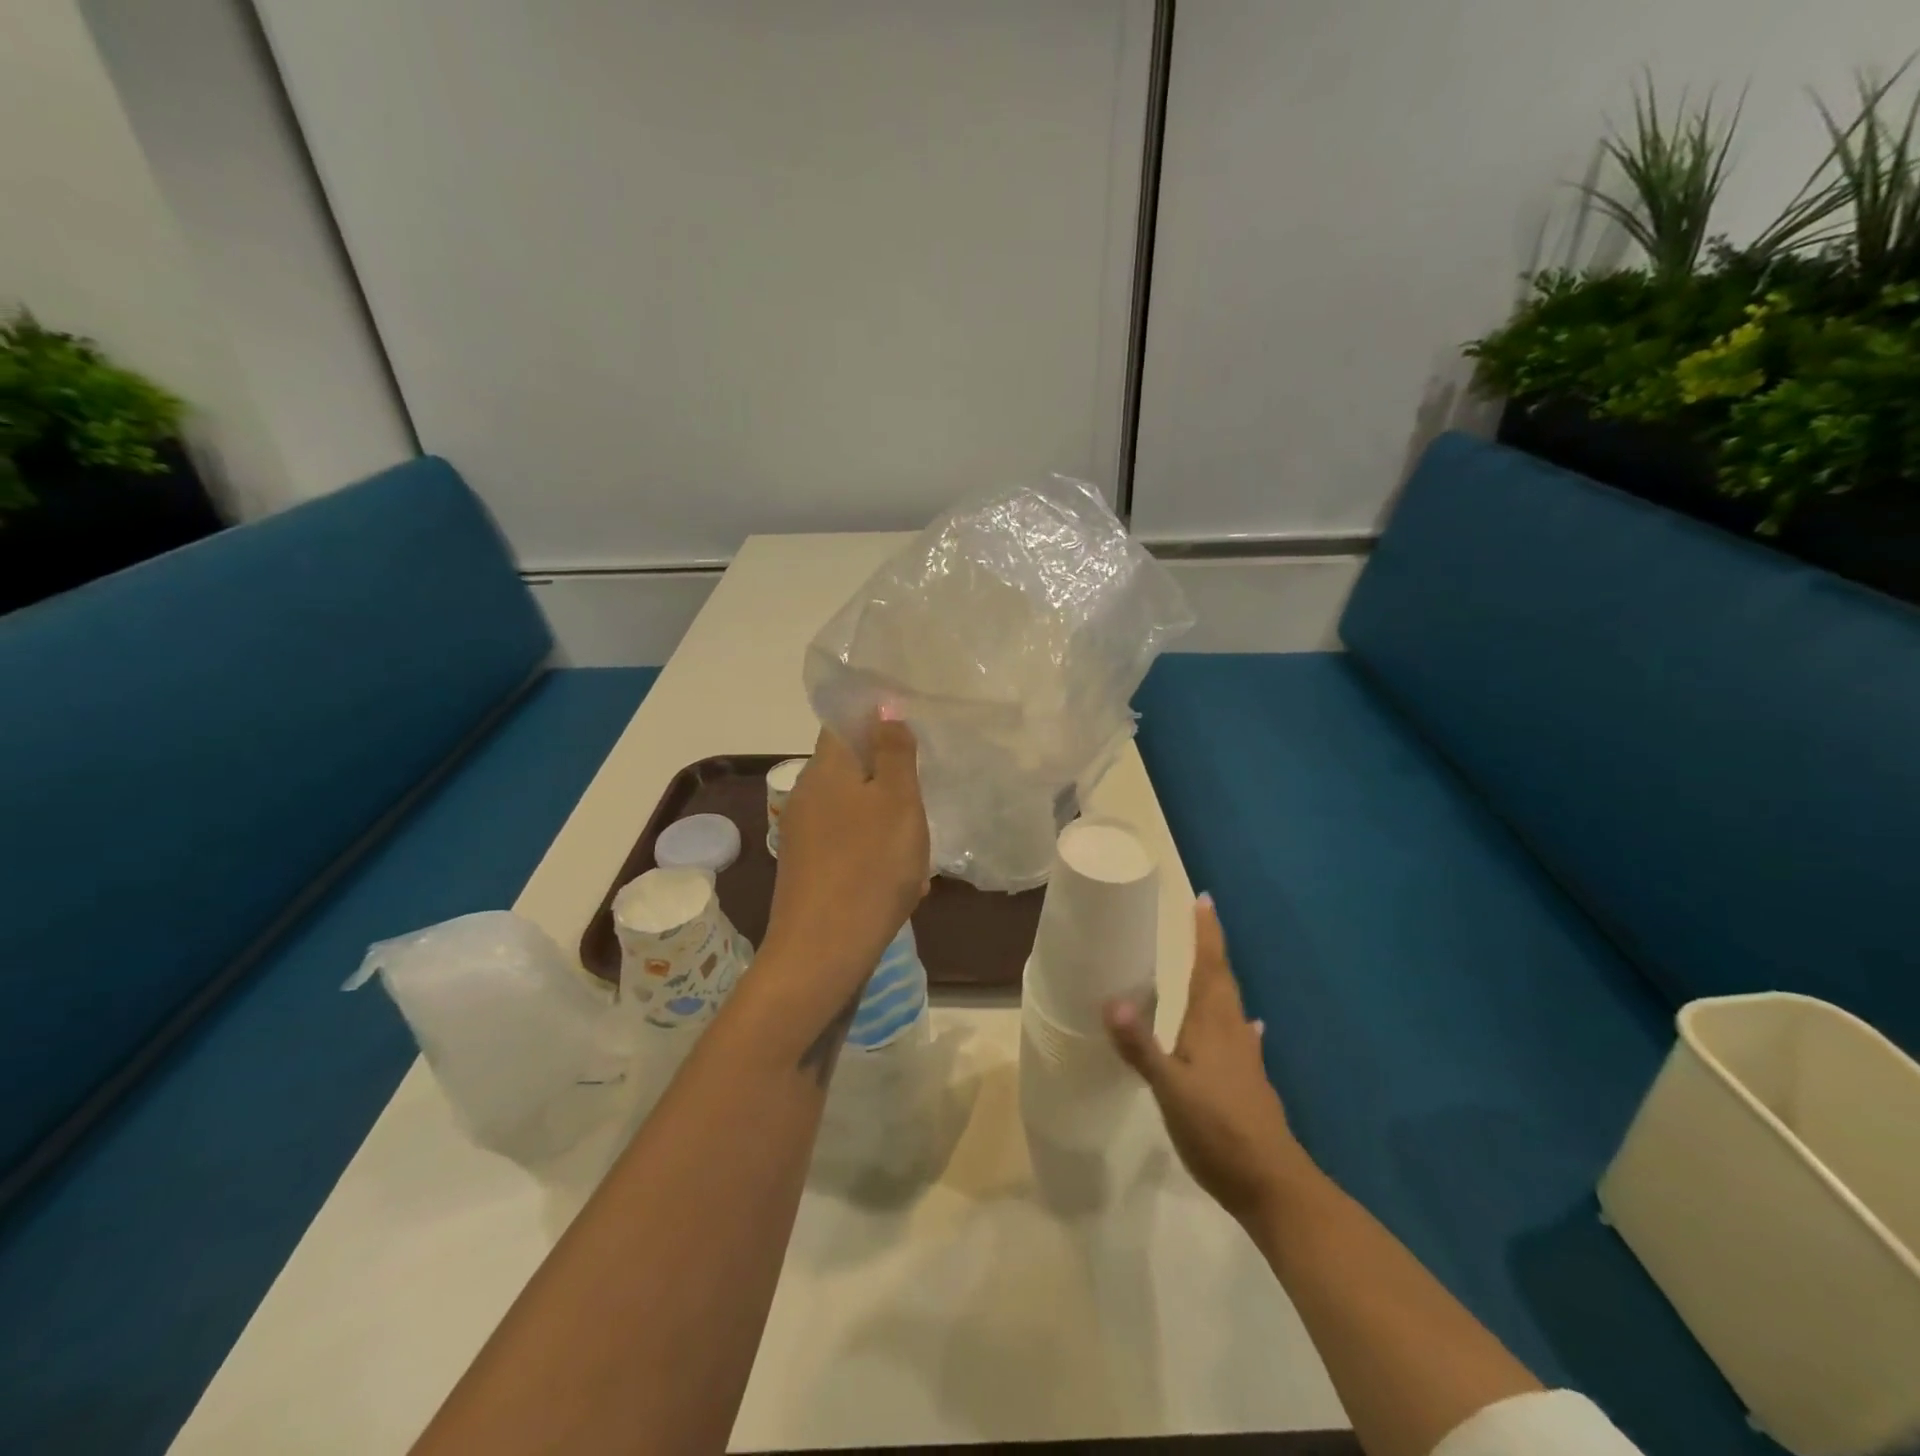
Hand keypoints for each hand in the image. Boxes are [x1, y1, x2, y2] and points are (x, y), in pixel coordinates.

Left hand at [764, 715, 930, 996]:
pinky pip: (847, 842)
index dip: (877, 720)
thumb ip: (894, 751)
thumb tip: (884, 707)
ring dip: (885, 818)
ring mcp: (802, 832)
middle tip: (922, 797)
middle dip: (888, 777)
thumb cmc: (870, 866)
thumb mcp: (897, 801)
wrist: (823, 950)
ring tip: (916, 846)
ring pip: (853, 808)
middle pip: (851, 767)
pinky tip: (899, 879)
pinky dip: (873, 849)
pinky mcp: (806, 866)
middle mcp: (806, 793)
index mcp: (826, 768)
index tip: (912, 736)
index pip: (845, 722)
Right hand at [1105, 894, 1308, 1225]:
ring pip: (1232, 1008)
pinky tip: (1248, 1029)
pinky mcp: (1251, 1084)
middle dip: (1211, 949)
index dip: (1206, 934)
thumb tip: (1111, 1000)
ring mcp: (1246, 1059)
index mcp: (1212, 1025)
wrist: (1273, 1185)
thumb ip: (1141, 1046)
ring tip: (1212, 966)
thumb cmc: (1218, 1130)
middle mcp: (1232, 1033)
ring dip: (1221, 981)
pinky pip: (1241, 1037)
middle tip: (1202, 920)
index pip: (1208, 968)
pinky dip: (1238, 1023)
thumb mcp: (1169, 1089)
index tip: (1203, 900)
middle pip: (1222, 981)